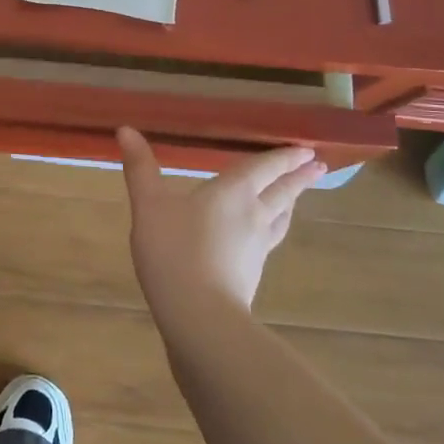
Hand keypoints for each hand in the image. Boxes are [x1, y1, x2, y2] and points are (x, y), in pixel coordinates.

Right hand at [116, 127, 325, 312]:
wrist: (198, 314)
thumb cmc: (173, 250)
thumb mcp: (148, 205)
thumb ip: (140, 168)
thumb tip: (126, 129)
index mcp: (233, 192)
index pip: (264, 168)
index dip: (284, 157)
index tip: (306, 148)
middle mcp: (253, 215)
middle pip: (282, 192)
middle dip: (298, 178)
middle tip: (317, 166)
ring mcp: (257, 248)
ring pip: (280, 218)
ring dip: (291, 203)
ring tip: (297, 197)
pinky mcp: (252, 274)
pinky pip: (270, 242)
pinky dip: (274, 230)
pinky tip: (265, 237)